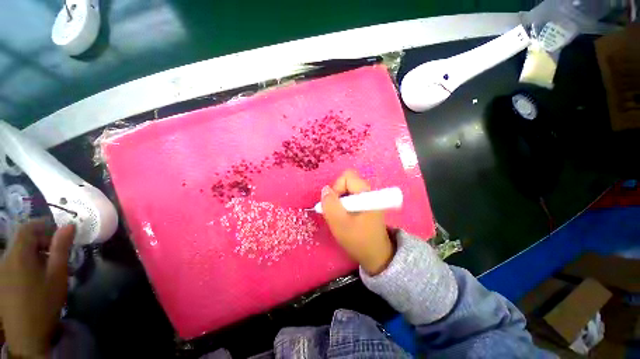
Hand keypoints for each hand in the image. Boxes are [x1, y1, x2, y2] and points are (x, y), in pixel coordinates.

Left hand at [0, 220, 74, 357]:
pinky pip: (14, 262)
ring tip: (50, 266)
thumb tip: (69, 225)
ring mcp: (1, 270)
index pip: (27, 228)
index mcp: (19, 254)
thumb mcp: (57, 274)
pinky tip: (37, 277)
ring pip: (18, 251)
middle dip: (41, 241)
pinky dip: (27, 262)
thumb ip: (61, 248)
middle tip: (58, 252)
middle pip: (22, 239)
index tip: (60, 233)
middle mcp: (6, 257)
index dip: (43, 225)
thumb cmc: (45, 301)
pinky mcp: (2, 280)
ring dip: (34, 252)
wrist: (27, 333)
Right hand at [321, 170, 393, 274]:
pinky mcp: (366, 204)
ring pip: (347, 190)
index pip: (347, 176)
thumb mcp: (340, 224)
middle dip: (337, 195)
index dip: (337, 187)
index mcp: (365, 193)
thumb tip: (325, 189)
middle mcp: (368, 191)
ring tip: (341, 217)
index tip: (336, 205)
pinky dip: (344, 205)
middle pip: (346, 182)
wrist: (376, 255)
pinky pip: (351, 197)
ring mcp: (368, 198)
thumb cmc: (358, 240)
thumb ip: (330, 205)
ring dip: (340, 202)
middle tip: (337, 212)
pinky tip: (346, 218)